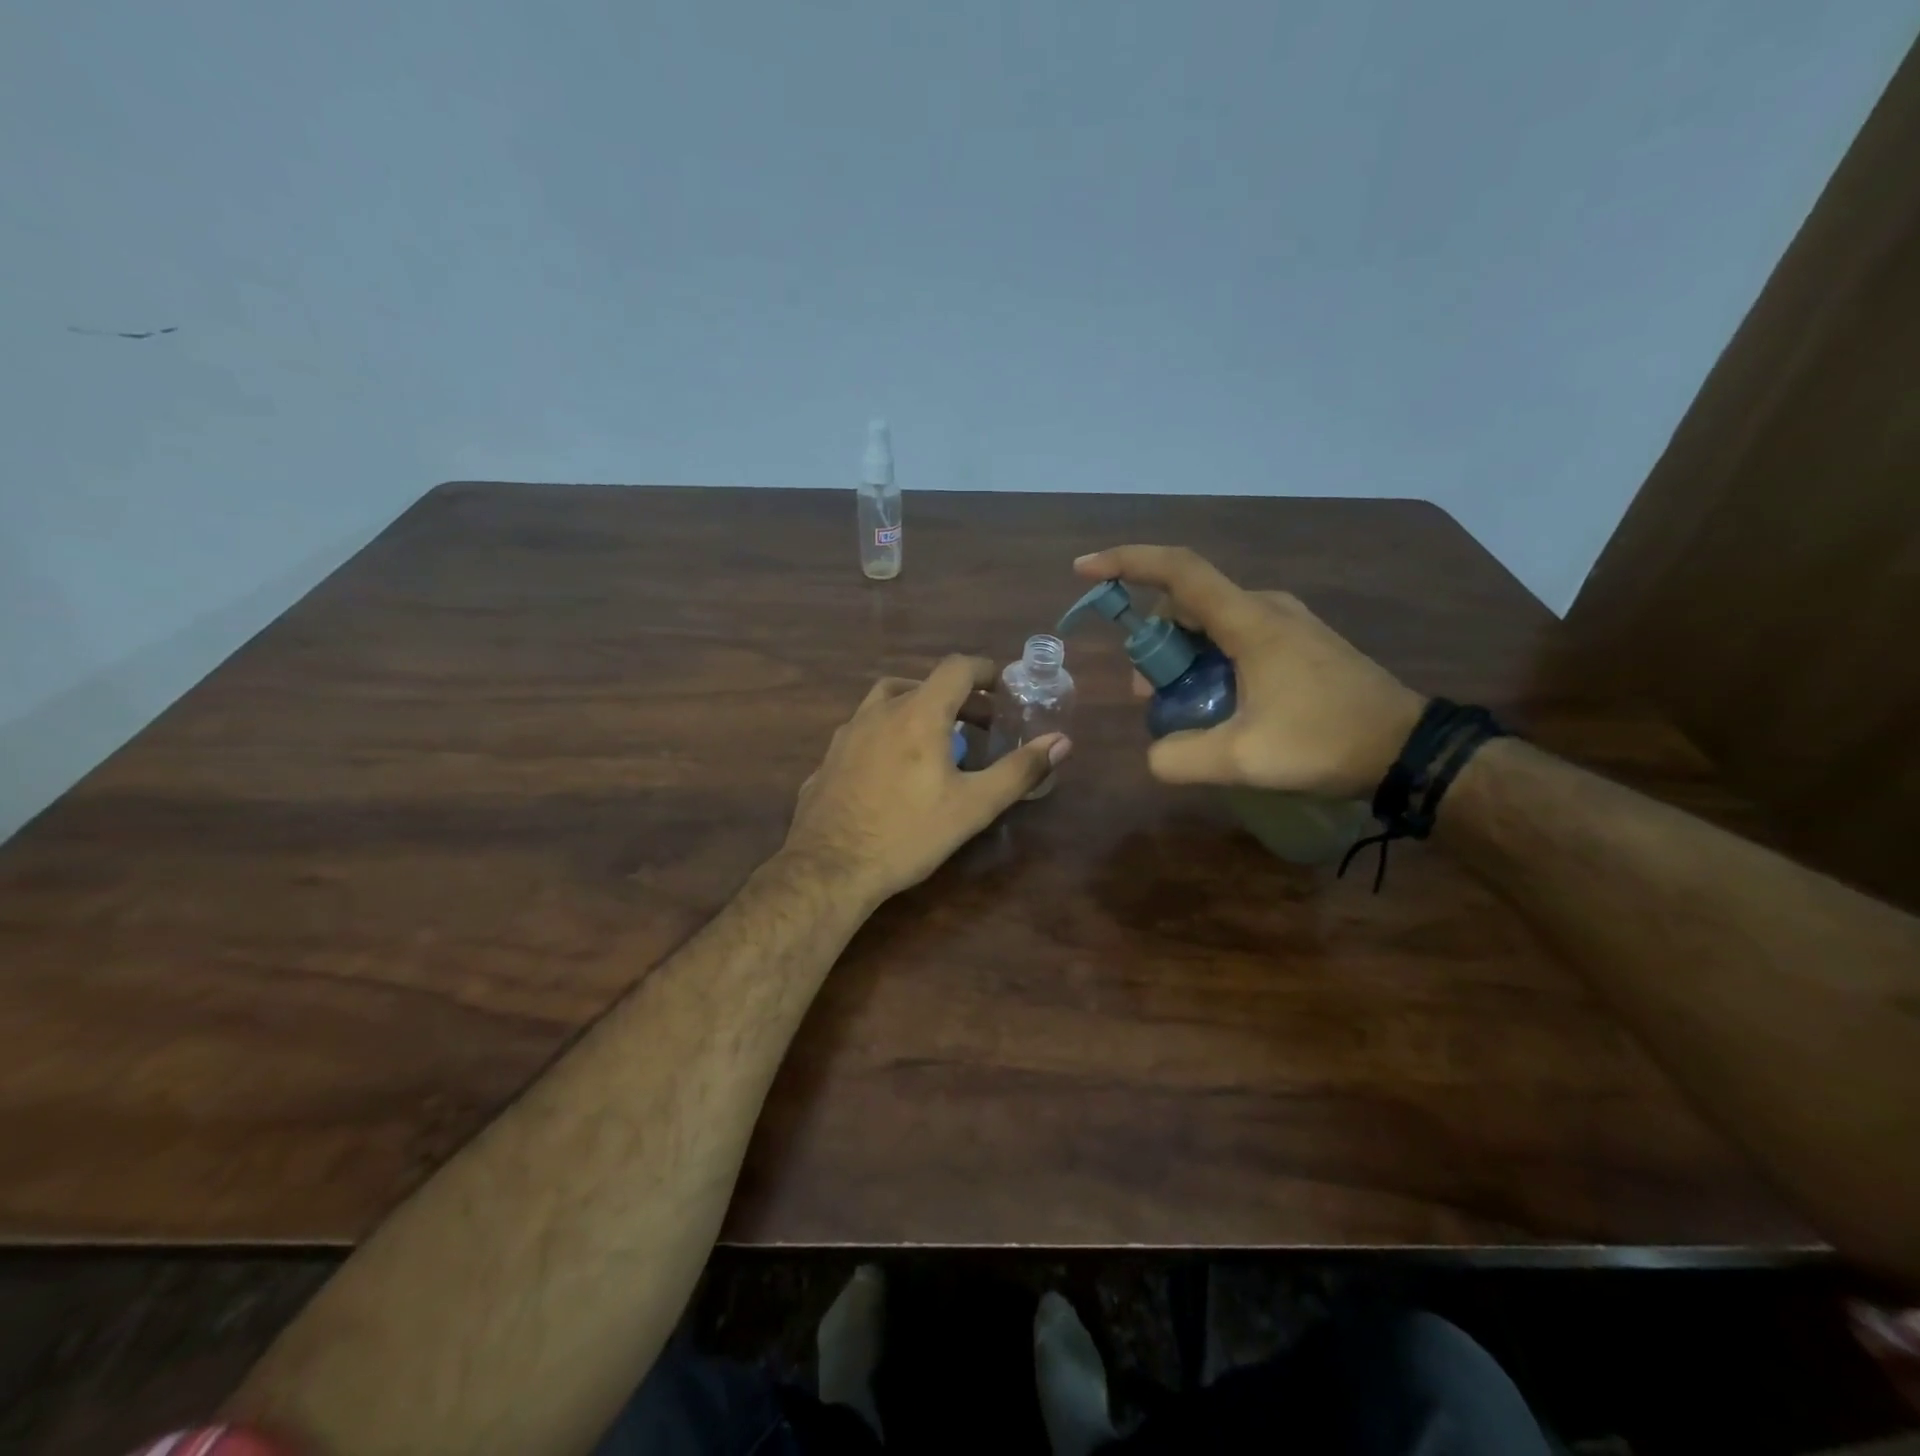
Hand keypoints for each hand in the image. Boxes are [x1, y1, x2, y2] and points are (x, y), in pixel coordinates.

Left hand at [782, 656, 1071, 906]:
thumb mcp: (973, 806)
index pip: (956, 668)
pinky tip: (892, 770)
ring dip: (916, 710)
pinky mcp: (828, 759)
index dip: (984, 671)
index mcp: (917, 713)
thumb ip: (1019, 770)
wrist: (828, 868)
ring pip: (886, 703)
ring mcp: (846, 734)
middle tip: (978, 726)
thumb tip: (1062, 742)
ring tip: (934, 741)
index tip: (1002, 689)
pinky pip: (864, 732)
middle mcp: (878, 712)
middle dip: (956, 698)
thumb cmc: (908, 834)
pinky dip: (887, 735)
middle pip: (922, 684)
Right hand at [1073, 545, 1423, 798]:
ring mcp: (1286, 622)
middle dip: (1153, 643)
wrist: (1408, 749)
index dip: (1127, 563)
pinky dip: (1208, 660)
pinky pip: (1235, 636)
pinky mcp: (1297, 642)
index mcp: (1250, 621)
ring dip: (1181, 656)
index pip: (1179, 572)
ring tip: (1179, 706)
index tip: (1085, 569)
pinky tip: (1216, 703)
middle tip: (1148, 696)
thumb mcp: (1244, 760)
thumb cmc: (1326, 742)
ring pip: (1210, 622)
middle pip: (1186, 603)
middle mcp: (1266, 608)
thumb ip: (1180, 758)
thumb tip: (1153, 754)